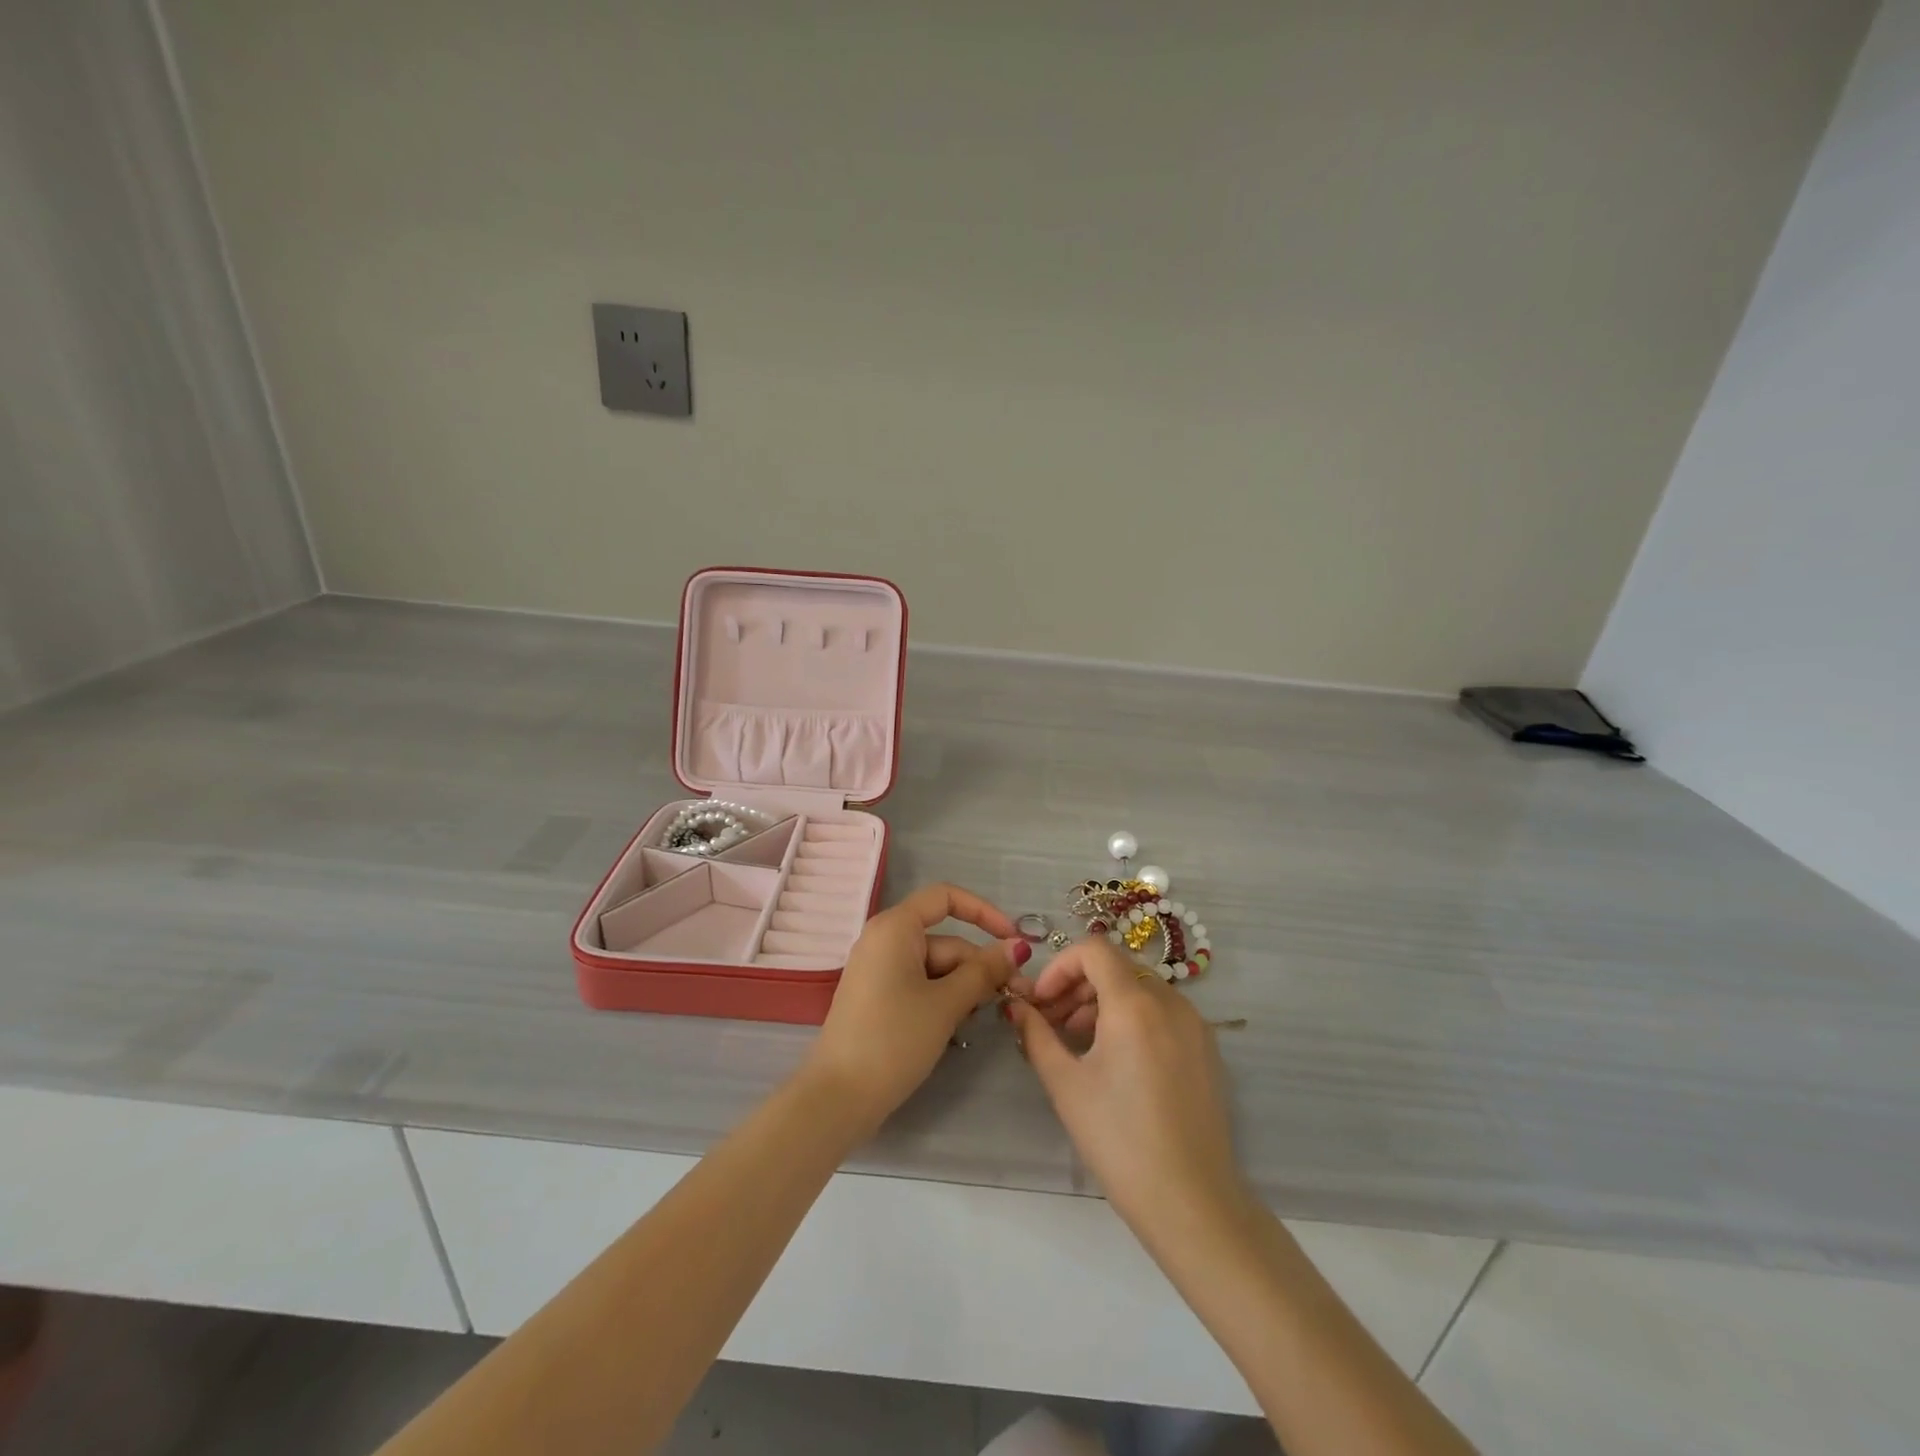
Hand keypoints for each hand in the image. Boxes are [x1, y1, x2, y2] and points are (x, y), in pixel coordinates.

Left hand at [804, 883, 1027, 1132]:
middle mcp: (885, 940)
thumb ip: (985, 971)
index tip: (1013, 941)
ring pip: (936, 967)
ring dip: (964, 988)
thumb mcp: (947, 1003)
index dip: (984, 912)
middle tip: (1015, 997)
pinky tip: (956, 1027)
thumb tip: (1017, 946)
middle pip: (945, 940)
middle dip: (980, 966)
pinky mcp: (878, 997)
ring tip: (982, 1019)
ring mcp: (879, 970)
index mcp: (896, 927)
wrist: (838, 1097)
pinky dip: (942, 999)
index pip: (945, 897)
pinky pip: (920, 984)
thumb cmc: (894, 1039)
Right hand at [1008, 940, 1250, 1249]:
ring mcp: (1195, 1024)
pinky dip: (1133, 1017)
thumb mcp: (1066, 1084)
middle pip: (1117, 967)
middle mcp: (1171, 1001)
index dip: (1059, 966)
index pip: (1094, 950)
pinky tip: (1116, 1059)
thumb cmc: (1119, 1140)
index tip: (1040, 1000)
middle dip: (1077, 985)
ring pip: (1141, 988)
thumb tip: (1016, 1006)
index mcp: (1135, 1003)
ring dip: (1103, 1001)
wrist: (1191, 1201)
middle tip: (1051, 1022)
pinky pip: (1163, 1012)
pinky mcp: (1207, 1048)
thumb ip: (1036, 1035)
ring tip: (1079, 1042)